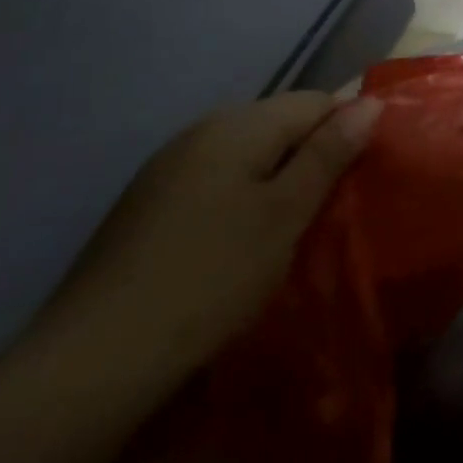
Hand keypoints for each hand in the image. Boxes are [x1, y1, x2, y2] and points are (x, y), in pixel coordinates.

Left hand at [34, 92, 378, 390]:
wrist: (93, 361)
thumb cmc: (210, 278)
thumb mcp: (285, 214)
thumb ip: (328, 154)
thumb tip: (369, 102)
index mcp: (238, 124)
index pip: (316, 102)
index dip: (346, 133)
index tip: (358, 181)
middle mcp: (201, 130)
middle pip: (280, 125)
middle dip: (311, 158)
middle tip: (329, 212)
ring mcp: (168, 167)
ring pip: (247, 156)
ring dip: (276, 183)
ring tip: (290, 232)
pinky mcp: (147, 206)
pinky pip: (215, 183)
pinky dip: (240, 202)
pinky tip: (238, 247)